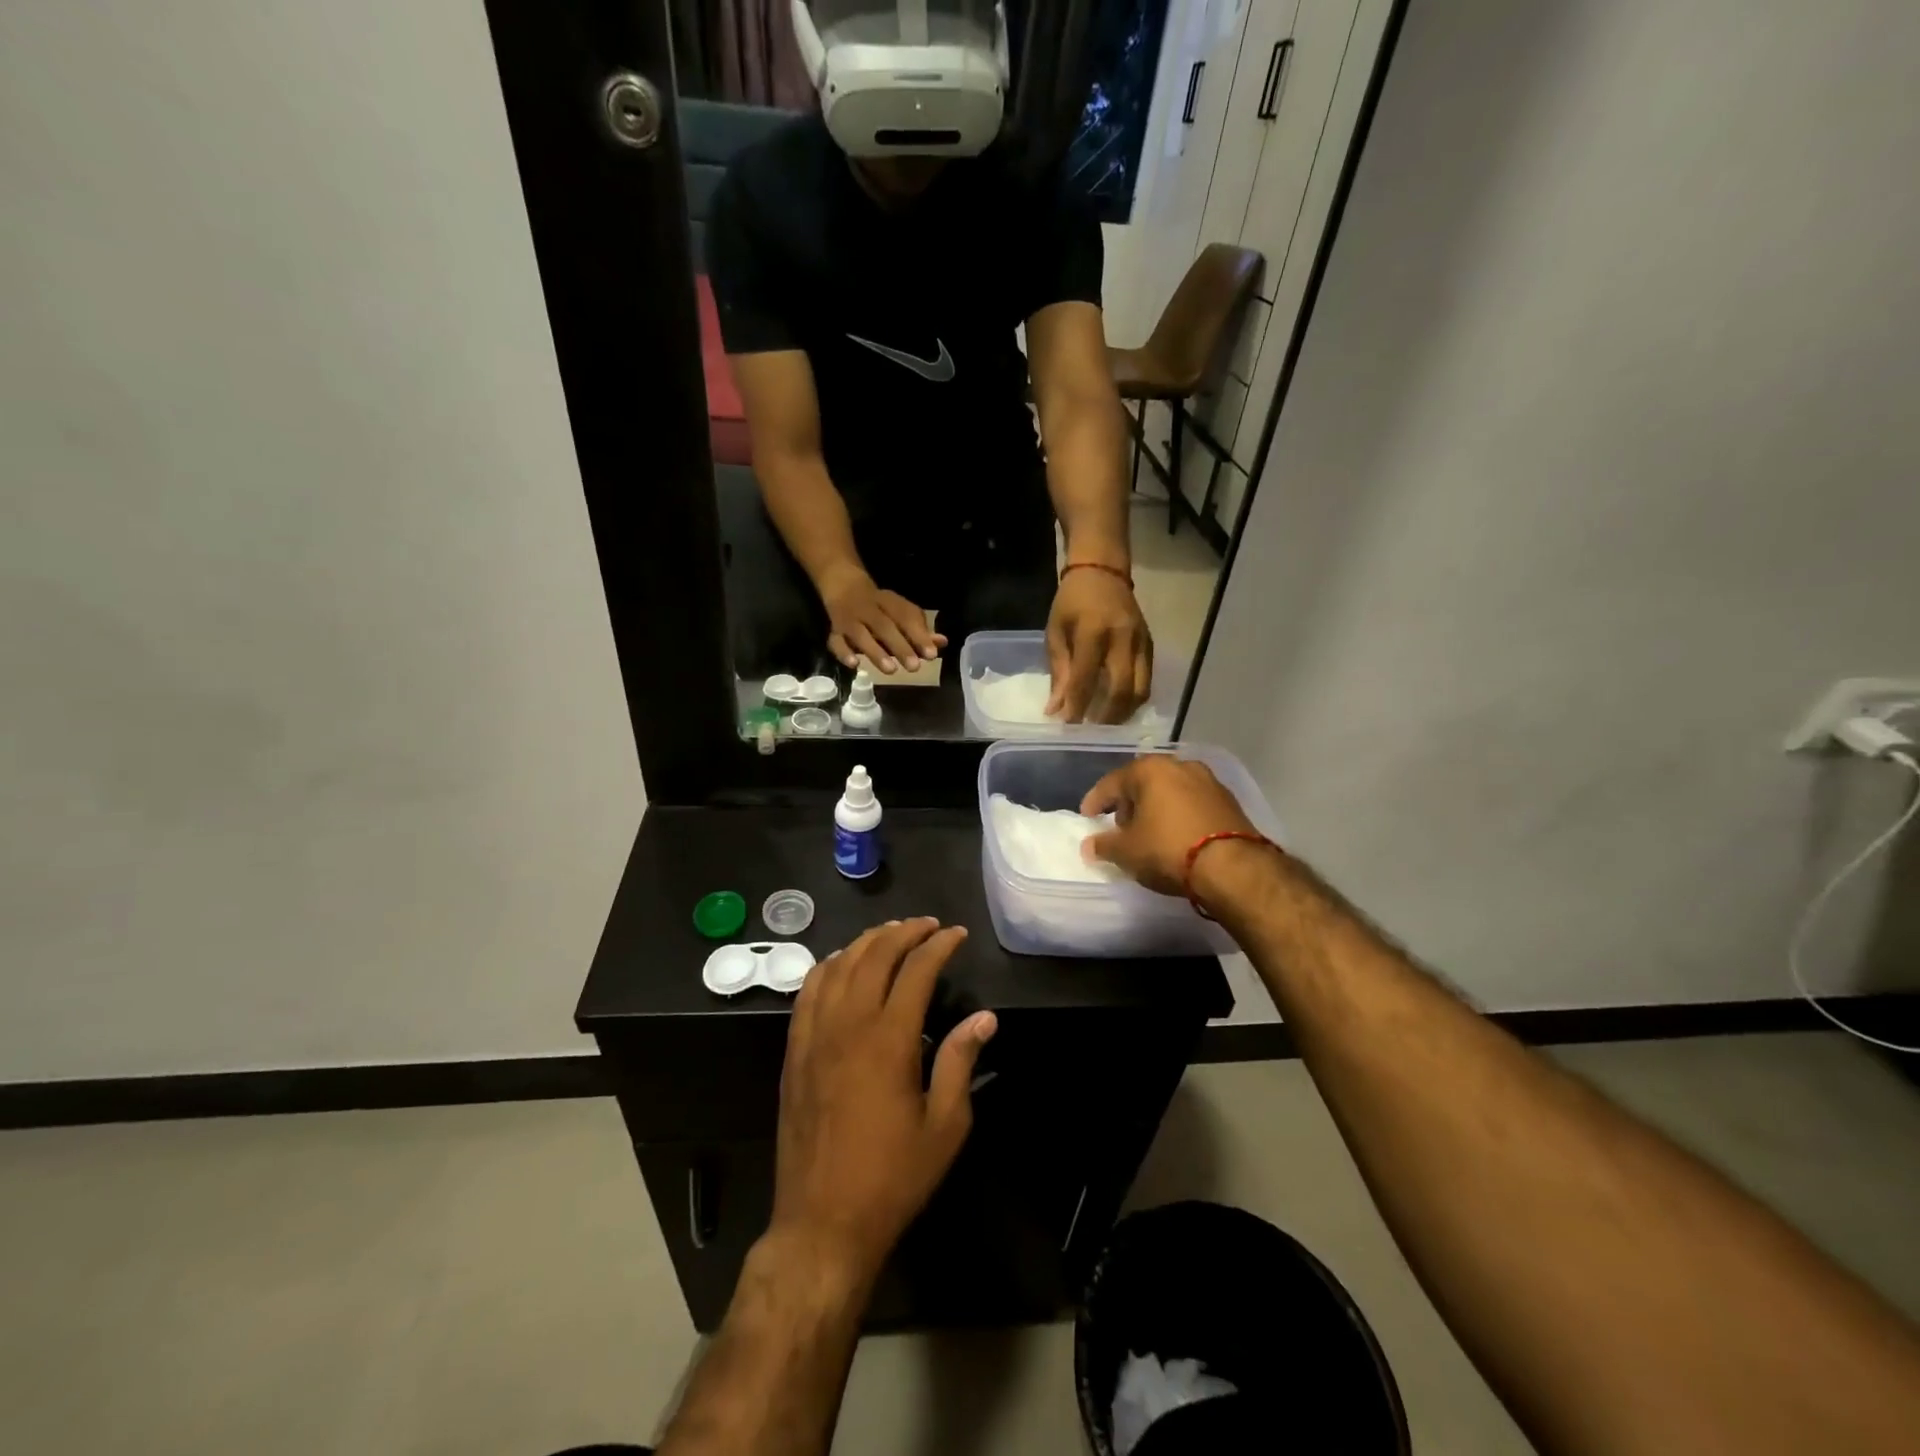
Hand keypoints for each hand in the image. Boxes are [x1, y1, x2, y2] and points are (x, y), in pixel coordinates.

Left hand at [772, 919, 997, 1285]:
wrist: (822, 1222)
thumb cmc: (892, 1177)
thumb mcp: (945, 1126)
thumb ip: (961, 1062)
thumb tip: (984, 1017)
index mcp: (889, 1039)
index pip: (916, 970)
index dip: (939, 945)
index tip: (956, 934)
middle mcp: (848, 1024)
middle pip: (875, 955)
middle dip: (904, 931)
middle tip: (927, 926)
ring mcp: (815, 1035)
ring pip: (839, 964)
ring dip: (867, 941)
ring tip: (890, 935)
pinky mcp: (794, 1051)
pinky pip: (808, 990)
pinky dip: (830, 965)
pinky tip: (842, 965)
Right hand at [818, 568, 945, 673]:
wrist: (842, 583)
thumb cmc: (878, 605)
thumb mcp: (900, 612)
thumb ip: (919, 630)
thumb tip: (942, 643)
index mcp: (888, 602)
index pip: (905, 616)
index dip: (919, 635)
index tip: (932, 654)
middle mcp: (868, 608)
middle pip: (884, 626)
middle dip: (900, 646)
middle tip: (914, 667)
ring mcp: (849, 619)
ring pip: (860, 634)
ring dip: (875, 652)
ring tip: (891, 670)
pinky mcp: (834, 631)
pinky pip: (835, 641)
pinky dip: (843, 652)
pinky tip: (854, 664)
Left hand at [1046, 568, 1152, 723]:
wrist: (1102, 571)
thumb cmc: (1072, 601)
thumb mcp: (1055, 632)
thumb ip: (1059, 671)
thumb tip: (1056, 710)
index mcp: (1094, 631)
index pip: (1086, 678)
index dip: (1077, 706)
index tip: (1068, 726)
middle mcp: (1123, 638)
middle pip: (1122, 689)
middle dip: (1106, 716)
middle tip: (1091, 730)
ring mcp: (1142, 642)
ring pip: (1141, 690)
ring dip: (1123, 712)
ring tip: (1106, 723)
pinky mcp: (1151, 645)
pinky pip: (1148, 680)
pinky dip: (1134, 699)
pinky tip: (1119, 707)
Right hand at [1080, 755, 1265, 896]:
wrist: (1234, 867)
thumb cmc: (1168, 849)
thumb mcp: (1127, 852)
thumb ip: (1104, 845)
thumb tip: (1090, 845)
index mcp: (1149, 769)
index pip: (1112, 783)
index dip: (1095, 801)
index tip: (1087, 817)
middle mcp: (1179, 765)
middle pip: (1143, 783)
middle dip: (1128, 804)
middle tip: (1119, 828)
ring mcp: (1208, 781)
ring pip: (1170, 791)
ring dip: (1155, 809)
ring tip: (1148, 834)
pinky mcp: (1228, 801)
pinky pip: (1192, 804)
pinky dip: (1178, 816)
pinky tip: (1175, 836)